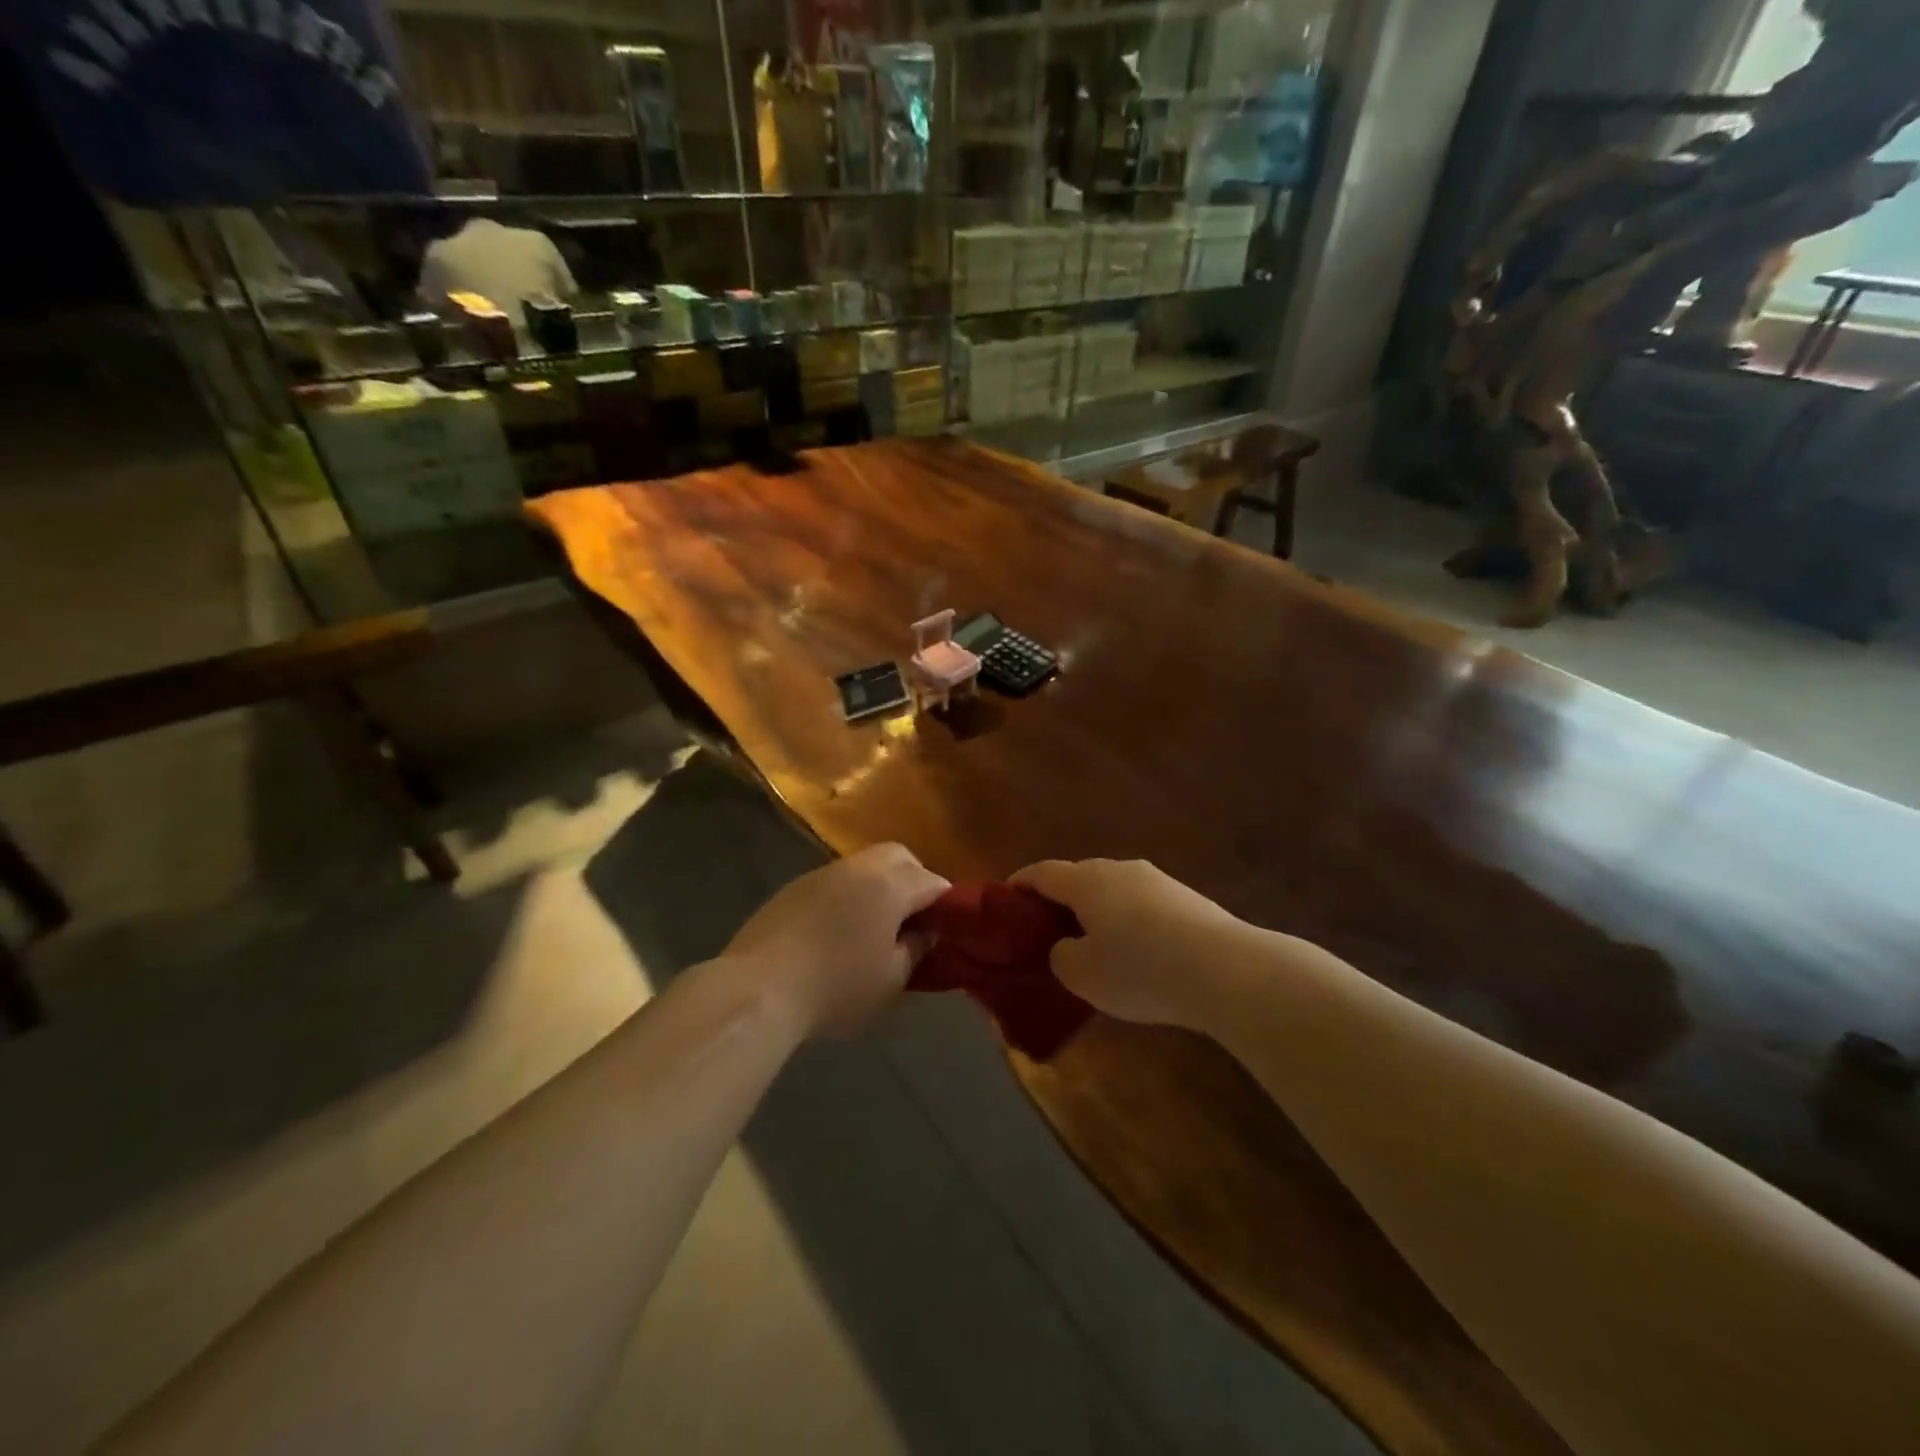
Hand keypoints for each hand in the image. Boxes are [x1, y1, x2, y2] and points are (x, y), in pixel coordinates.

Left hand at [723, 844, 948, 1037]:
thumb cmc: (837, 987)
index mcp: (890, 884)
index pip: (934, 882)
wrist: (759, 987)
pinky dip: (847, 896)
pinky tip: (837, 931)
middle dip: (913, 880)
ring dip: (878, 887)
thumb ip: (916, 949)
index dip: (945, 905)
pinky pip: (835, 881)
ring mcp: (822, 872)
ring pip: (865, 865)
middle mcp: (859, 867)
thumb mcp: (891, 979)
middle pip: (899, 857)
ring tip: (873, 927)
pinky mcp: (794, 887)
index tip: (942, 931)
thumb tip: (925, 931)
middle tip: (911, 920)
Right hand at [1010, 859, 1250, 1028]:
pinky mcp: (1186, 897)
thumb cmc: (1141, 969)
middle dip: (1059, 902)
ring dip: (1097, 912)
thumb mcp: (1083, 975)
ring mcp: (1156, 879)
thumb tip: (1066, 946)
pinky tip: (1137, 953)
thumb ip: (1061, 956)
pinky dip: (1128, 922)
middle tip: (1049, 933)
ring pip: (1112, 891)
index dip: (1019, 885)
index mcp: (1085, 881)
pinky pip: (1141, 904)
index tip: (1005, 901)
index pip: (1041, 872)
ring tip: (1094, 946)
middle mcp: (1118, 869)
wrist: (1227, 969)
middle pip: (1077, 878)